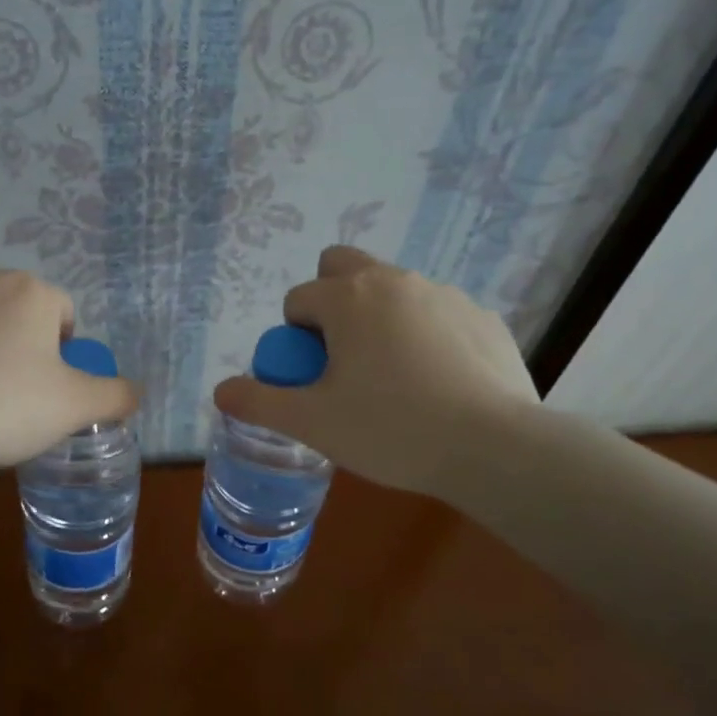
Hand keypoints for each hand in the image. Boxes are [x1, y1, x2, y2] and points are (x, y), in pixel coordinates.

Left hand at [0, 270, 138, 468]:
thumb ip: (116, 395)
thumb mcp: (76, 407)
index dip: (63, 351)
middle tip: (13, 392)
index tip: (49, 387)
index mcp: (30, 292)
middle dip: (21, 343)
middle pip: (17, 311)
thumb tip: (136, 391)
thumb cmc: (8, 407)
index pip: (62, 312)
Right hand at [212, 246, 539, 496]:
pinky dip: (425, 335)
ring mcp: (444, 294)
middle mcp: (394, 280)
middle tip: (344, 359)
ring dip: (378, 318)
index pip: (299, 301)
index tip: (313, 379)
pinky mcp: (483, 317)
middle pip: (343, 266)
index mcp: (347, 298)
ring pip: (392, 290)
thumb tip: (221, 391)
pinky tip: (438, 384)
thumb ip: (259, 402)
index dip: (295, 340)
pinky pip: (436, 314)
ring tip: (394, 379)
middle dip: (331, 301)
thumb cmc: (391, 428)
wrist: (495, 448)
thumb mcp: (312, 423)